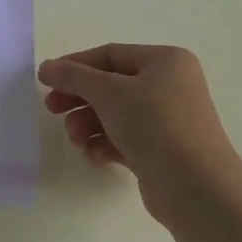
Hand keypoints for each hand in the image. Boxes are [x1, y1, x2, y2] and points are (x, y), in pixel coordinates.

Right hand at [38, 44, 240, 218]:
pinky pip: (125, 138)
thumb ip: (73, 76)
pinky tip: (95, 155)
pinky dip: (105, 144)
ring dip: (88, 125)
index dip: (75, 65)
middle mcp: (170, 86)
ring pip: (115, 114)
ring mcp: (168, 120)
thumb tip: (46, 67)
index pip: (110, 54)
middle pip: (111, 85)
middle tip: (51, 109)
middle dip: (79, 98)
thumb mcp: (108, 92)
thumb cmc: (154, 124)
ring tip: (76, 140)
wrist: (195, 187)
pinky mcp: (162, 151)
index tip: (46, 80)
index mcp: (166, 61)